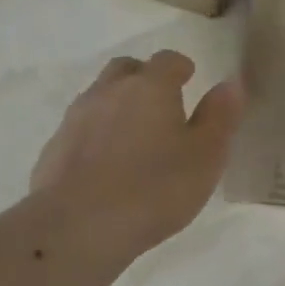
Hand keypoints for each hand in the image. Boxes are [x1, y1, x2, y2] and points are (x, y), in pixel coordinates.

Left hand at [31, 50, 242, 257]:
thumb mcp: (205, 157)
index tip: (189, 78)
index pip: (167, 60)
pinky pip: (80, 129)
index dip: (180, 67)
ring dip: (117, 106)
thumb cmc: (155, 188)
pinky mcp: (54, 148)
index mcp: (150, 87)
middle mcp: (109, 92)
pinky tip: (105, 165)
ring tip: (134, 136)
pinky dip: (95, 136)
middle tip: (161, 103)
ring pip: (99, 97)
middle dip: (144, 78)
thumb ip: (220, 117)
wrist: (79, 225)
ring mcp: (76, 118)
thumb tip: (230, 83)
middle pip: (126, 70)